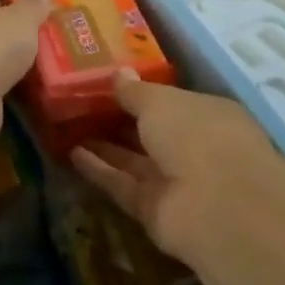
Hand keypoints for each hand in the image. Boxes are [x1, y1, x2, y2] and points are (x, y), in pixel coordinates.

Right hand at [70, 72, 276, 267]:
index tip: (107, 83)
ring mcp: (176, 183)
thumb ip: (135, 91)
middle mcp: (195, 149)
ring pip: (134, 160)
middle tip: (80, 105)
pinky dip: (99, 170)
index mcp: (208, 116)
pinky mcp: (155, 210)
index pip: (172, 102)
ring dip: (104, 146)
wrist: (217, 208)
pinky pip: (122, 184)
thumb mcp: (159, 101)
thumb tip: (119, 74)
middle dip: (119, 121)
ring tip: (67, 127)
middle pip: (152, 133)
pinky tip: (71, 154)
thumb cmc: (196, 136)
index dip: (141, 93)